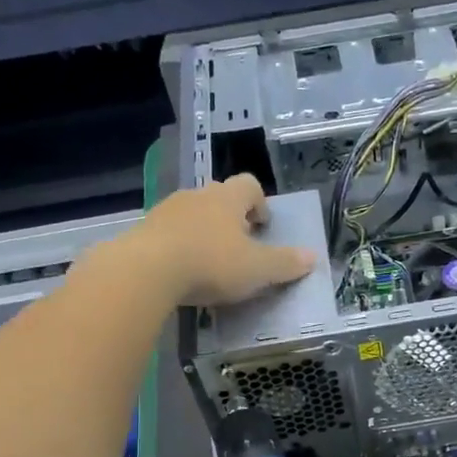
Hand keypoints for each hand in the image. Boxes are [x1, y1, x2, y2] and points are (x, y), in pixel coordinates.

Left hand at [135, 173, 315, 306]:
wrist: (147, 270)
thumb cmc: (212, 263)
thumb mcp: (257, 269)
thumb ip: (285, 263)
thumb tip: (313, 257)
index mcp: (228, 198)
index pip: (249, 185)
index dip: (260, 203)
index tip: (262, 227)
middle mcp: (198, 195)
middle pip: (219, 197)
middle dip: (231, 218)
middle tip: (239, 247)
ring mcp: (167, 210)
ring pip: (192, 214)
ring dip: (203, 232)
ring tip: (209, 262)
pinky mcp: (144, 230)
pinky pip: (169, 233)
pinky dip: (179, 246)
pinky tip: (182, 271)